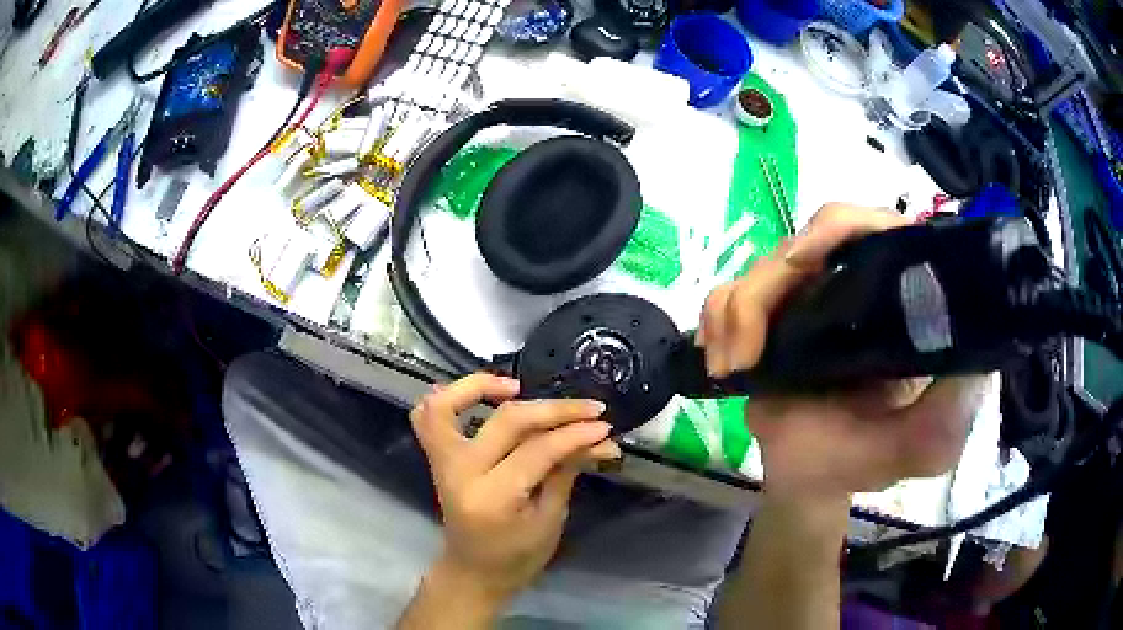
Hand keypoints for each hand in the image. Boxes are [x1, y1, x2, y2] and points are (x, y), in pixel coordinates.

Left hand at [409, 373, 618, 607]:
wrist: (473, 573)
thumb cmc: (517, 557)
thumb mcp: (551, 519)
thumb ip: (567, 471)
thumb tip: (597, 437)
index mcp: (493, 498)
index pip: (538, 450)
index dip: (574, 434)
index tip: (605, 427)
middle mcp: (461, 473)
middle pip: (507, 422)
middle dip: (554, 409)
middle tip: (590, 408)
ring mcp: (442, 463)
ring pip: (445, 406)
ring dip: (479, 385)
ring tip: (518, 385)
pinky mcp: (437, 458)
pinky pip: (427, 416)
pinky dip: (450, 396)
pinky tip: (481, 398)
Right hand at [700, 204, 988, 499]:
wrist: (812, 481)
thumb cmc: (872, 458)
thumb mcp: (929, 442)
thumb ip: (955, 405)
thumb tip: (964, 348)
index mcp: (900, 296)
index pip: (878, 226)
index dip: (843, 227)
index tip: (807, 263)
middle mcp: (856, 282)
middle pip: (809, 235)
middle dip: (774, 281)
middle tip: (754, 342)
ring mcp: (807, 297)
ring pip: (761, 265)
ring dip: (739, 312)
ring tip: (735, 366)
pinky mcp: (765, 318)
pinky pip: (726, 295)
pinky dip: (715, 320)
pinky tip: (721, 361)